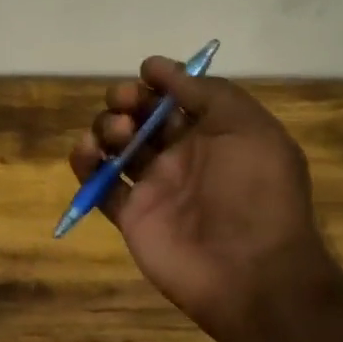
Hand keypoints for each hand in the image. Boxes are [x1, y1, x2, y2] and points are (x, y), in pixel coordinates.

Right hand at [70, 57, 331, 335]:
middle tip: (123, 104)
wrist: (252, 273)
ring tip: (116, 135)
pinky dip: (86, 165)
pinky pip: (99, 186)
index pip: (177, 98)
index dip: (159, 82)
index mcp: (214, 135)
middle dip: (126, 101)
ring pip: (116, 146)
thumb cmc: (256, 193)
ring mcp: (154, 187)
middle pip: (141, 118)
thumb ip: (208, 93)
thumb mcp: (249, 128)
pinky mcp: (131, 215)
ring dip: (106, 128)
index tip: (145, 74)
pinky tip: (87, 153)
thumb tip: (158, 68)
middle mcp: (181, 157)